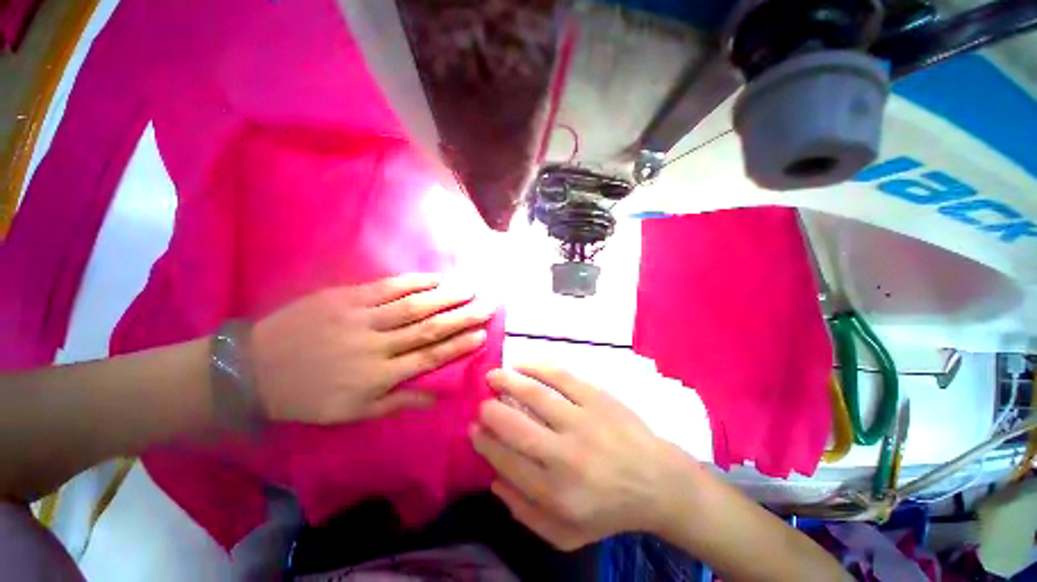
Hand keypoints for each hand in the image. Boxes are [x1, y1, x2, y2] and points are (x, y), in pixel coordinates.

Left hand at [252, 274, 492, 423]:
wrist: (253, 369)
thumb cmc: (308, 396)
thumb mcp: (352, 413)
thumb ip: (397, 403)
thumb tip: (436, 396)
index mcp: (379, 376)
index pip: (431, 357)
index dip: (459, 345)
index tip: (482, 334)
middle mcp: (377, 345)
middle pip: (429, 328)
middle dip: (463, 316)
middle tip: (488, 305)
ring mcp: (362, 317)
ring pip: (414, 305)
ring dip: (446, 296)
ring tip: (470, 288)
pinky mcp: (346, 298)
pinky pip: (387, 288)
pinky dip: (414, 282)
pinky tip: (435, 278)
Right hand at [471, 365, 695, 550]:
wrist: (658, 481)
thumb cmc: (610, 510)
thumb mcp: (567, 534)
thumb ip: (525, 513)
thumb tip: (493, 479)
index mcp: (556, 493)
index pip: (506, 461)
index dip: (484, 441)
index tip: (474, 428)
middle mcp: (566, 455)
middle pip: (516, 426)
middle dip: (491, 411)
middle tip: (482, 402)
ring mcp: (583, 421)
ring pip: (536, 395)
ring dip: (509, 381)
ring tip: (493, 376)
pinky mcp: (598, 397)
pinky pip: (562, 376)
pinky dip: (538, 367)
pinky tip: (522, 364)